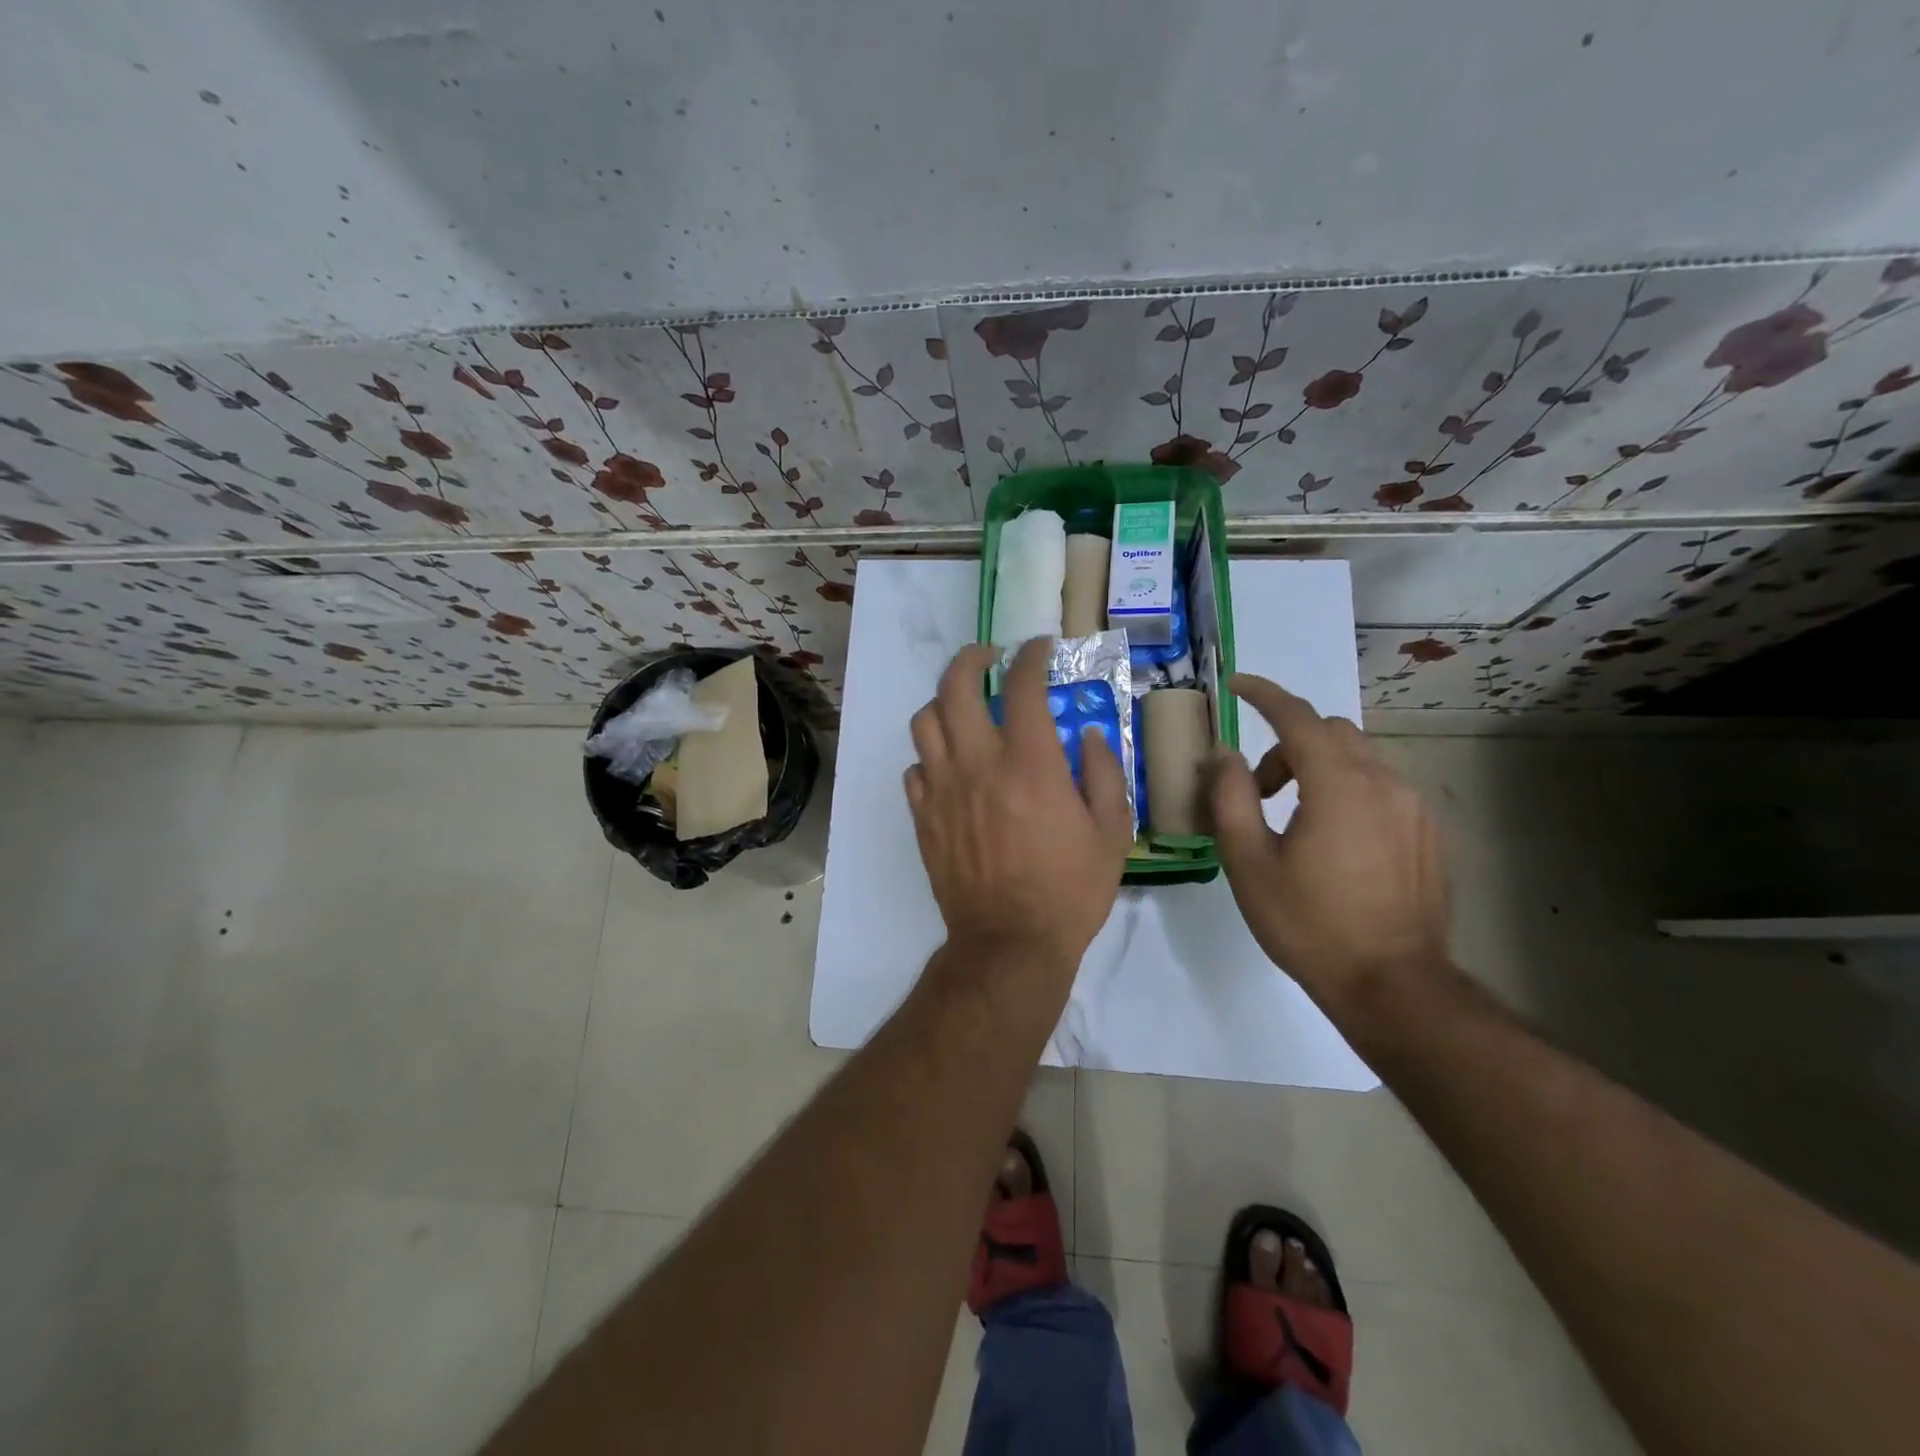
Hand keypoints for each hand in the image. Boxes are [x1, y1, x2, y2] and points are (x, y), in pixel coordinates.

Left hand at [906, 639, 1134, 969]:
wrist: (1010, 943)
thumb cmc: (1069, 891)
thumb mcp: (1112, 833)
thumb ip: (1106, 773)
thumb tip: (1090, 734)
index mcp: (1029, 763)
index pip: (1022, 687)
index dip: (1031, 657)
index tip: (1039, 649)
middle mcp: (977, 765)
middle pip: (955, 687)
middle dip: (971, 659)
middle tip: (989, 657)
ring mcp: (942, 790)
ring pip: (925, 721)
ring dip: (945, 702)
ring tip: (964, 707)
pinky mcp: (923, 817)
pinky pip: (915, 768)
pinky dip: (931, 755)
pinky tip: (950, 765)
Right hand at [1209, 674, 1448, 1018]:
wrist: (1393, 984)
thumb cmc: (1310, 924)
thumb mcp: (1249, 863)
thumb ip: (1230, 798)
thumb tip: (1225, 756)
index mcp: (1338, 785)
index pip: (1297, 717)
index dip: (1264, 694)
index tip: (1237, 685)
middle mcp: (1384, 782)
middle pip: (1329, 733)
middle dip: (1286, 746)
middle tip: (1257, 790)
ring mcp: (1415, 807)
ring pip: (1358, 758)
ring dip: (1317, 768)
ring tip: (1294, 819)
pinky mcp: (1430, 832)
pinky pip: (1382, 787)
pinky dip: (1348, 789)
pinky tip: (1335, 840)